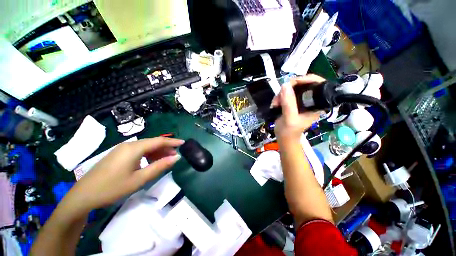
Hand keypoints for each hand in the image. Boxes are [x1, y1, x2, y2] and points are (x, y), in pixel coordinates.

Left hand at [63, 137, 183, 215]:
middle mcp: (127, 145)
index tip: (184, 144)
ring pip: (141, 148)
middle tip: (176, 157)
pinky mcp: (115, 156)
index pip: (157, 141)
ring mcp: (119, 150)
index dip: (171, 142)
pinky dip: (144, 157)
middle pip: (149, 143)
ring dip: (154, 153)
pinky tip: (147, 165)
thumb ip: (157, 168)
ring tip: (164, 162)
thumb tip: (174, 158)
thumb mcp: (138, 180)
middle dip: (163, 148)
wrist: (89, 191)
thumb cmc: (114, 187)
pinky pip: (134, 152)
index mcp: (133, 148)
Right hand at [271, 74, 324, 141]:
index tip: (295, 81)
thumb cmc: (290, 132)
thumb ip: (289, 103)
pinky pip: (290, 89)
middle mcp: (312, 99)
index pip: (318, 84)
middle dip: (291, 85)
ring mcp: (304, 99)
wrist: (284, 138)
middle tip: (282, 93)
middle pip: (305, 82)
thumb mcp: (289, 119)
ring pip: (295, 85)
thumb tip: (286, 85)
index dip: (308, 79)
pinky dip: (282, 94)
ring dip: (284, 91)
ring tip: (277, 102)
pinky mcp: (296, 99)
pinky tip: (276, 102)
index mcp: (316, 104)